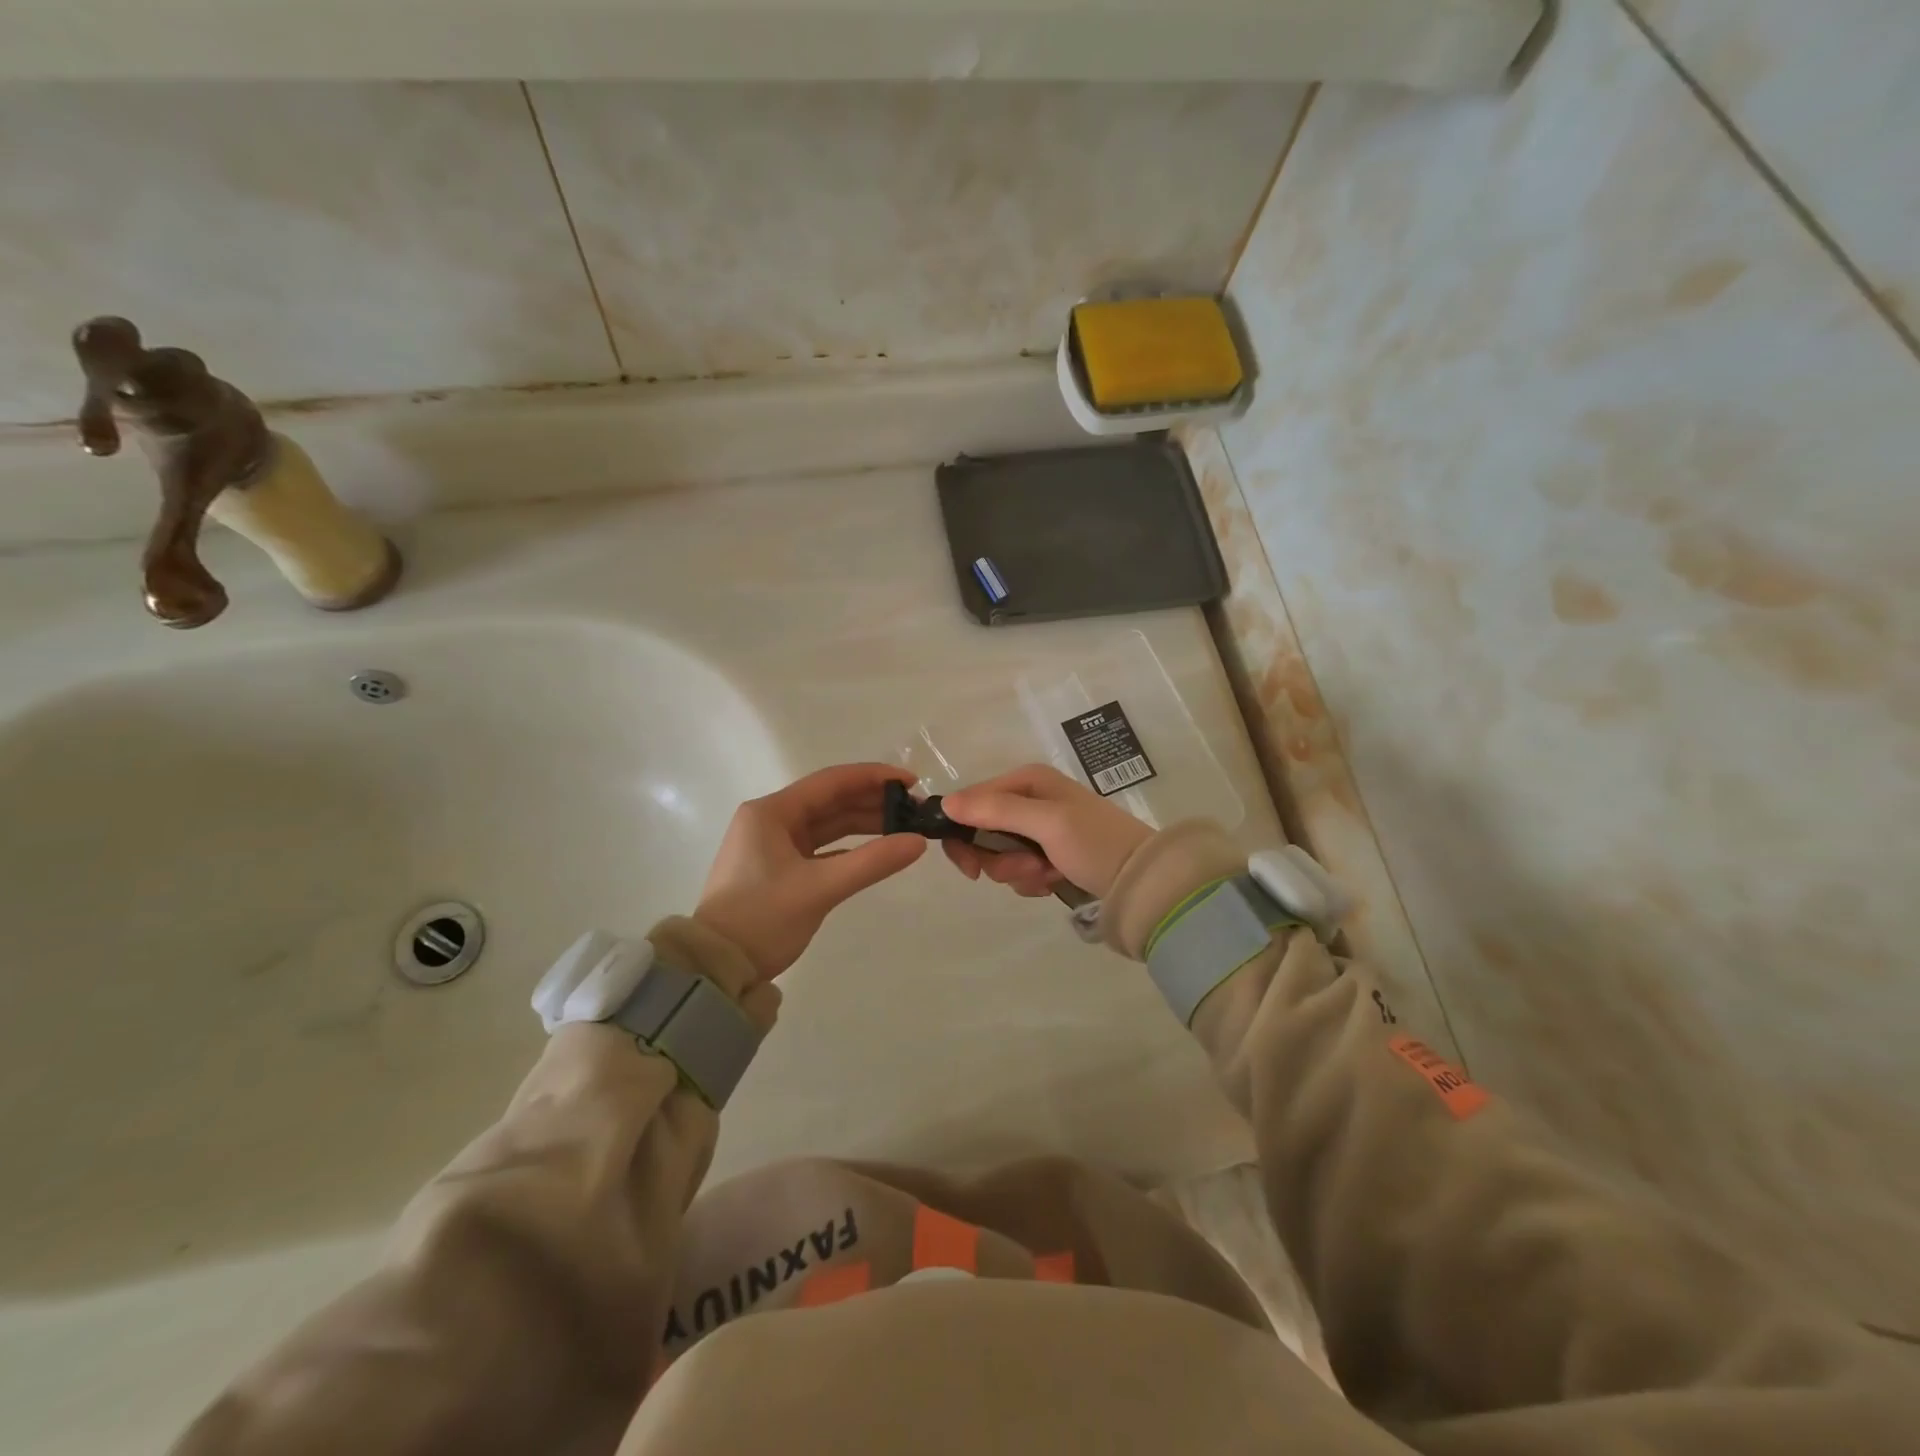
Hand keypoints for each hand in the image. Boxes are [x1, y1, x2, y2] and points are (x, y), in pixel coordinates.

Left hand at [695, 763, 926, 979]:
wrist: (716, 968)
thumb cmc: (762, 918)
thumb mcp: (820, 888)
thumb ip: (872, 862)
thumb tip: (919, 842)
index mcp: (771, 812)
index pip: (831, 781)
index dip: (873, 777)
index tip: (911, 781)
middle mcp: (771, 820)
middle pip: (830, 800)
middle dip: (872, 802)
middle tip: (915, 809)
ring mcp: (773, 844)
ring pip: (827, 824)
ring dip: (863, 824)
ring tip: (904, 827)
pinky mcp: (779, 868)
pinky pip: (821, 847)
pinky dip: (849, 847)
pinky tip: (877, 851)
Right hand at [939, 764, 1153, 899]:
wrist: (1142, 879)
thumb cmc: (1095, 843)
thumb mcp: (1046, 822)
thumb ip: (996, 810)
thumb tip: (944, 803)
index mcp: (1027, 780)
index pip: (970, 802)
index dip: (963, 835)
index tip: (971, 869)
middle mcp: (1029, 798)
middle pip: (982, 831)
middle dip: (1000, 859)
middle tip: (1026, 870)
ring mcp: (1039, 827)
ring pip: (999, 855)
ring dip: (1018, 872)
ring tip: (1048, 875)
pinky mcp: (1047, 853)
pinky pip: (1018, 869)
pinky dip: (1031, 881)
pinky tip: (1053, 881)